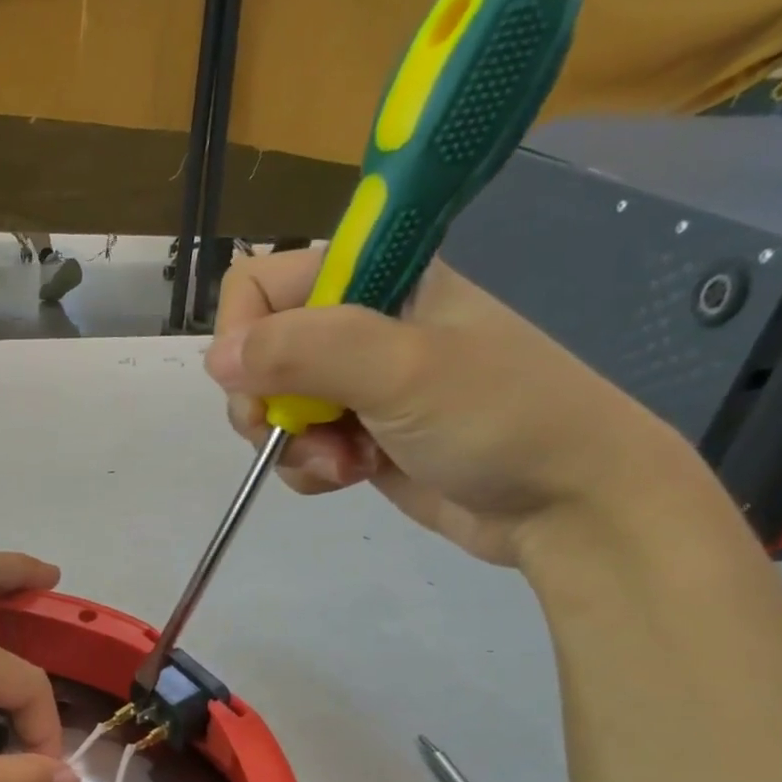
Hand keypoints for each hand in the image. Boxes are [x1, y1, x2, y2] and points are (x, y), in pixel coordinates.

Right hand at [205, 250, 698, 565]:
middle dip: (269, 404)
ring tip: (345, 463)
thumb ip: (304, 352)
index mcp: (376, 277)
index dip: (245, 336)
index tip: (262, 388)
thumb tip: (215, 359)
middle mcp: (358, 324)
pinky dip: (310, 468)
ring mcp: (357, 384)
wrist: (567, 505)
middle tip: (297, 433)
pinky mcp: (358, 434)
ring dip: (293, 444)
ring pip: (273, 407)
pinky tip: (351, 477)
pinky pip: (298, 446)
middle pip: (257, 353)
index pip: (261, 284)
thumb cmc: (499, 419)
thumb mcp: (402, 371)